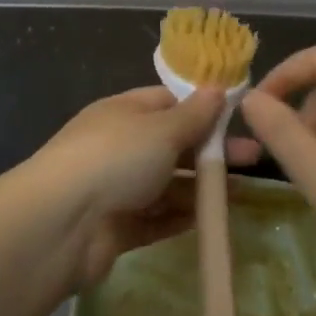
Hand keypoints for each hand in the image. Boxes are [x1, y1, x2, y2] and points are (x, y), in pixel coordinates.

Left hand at [23, 86, 225, 288]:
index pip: (168, 102)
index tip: (238, 116)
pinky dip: (181, 218)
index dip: (202, 107)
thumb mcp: (161, 128)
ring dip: (200, 187)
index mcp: (124, 112)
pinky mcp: (117, 227)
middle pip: (172, 144)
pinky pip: (156, 219)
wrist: (61, 224)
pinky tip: (211, 220)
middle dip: (211, 151)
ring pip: (167, 184)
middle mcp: (119, 146)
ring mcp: (117, 188)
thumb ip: (193, 114)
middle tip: (254, 159)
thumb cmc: (115, 158)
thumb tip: (216, 88)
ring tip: (240, 193)